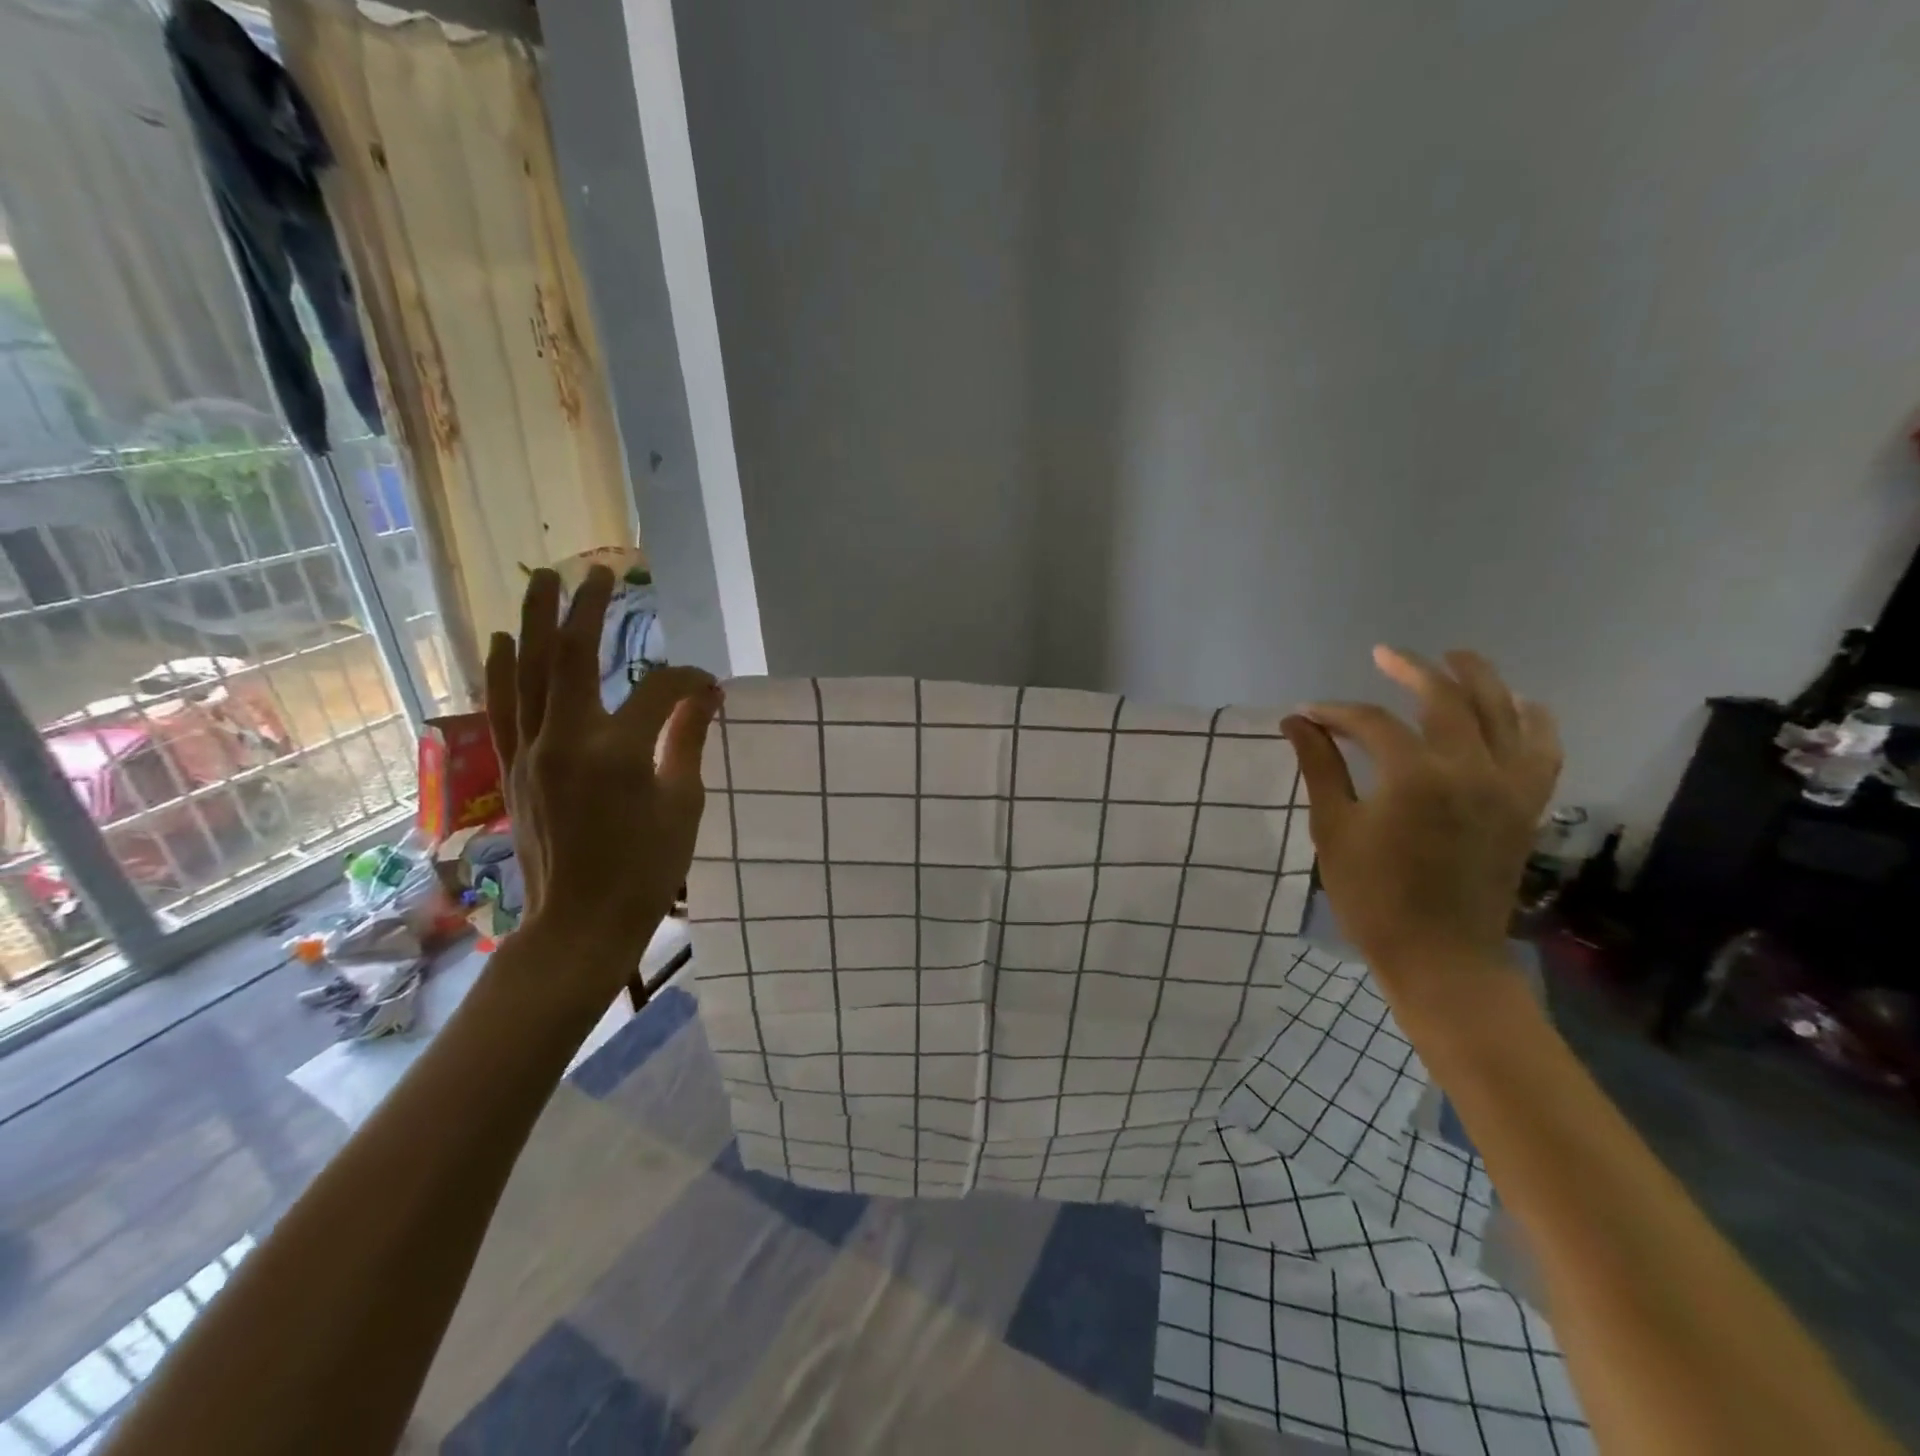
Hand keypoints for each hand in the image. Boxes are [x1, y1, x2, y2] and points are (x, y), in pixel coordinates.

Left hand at [484, 566, 718, 986]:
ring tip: (544, 580)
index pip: (660, 690)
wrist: (580, 925)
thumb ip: (688, 740)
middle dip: (590, 609)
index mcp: (618, 751)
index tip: (711, 685)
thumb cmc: (647, 870)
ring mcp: (531, 751)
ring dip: (537, 621)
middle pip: (574, 657)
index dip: (690, 679)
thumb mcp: (683, 804)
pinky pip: (504, 707)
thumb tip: (706, 694)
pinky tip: (505, 639)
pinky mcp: (513, 768)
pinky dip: (503, 669)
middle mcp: (566, 739)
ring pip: (530, 672)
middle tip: (602, 570)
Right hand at [1281, 647, 1560, 1018]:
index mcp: (1415, 777)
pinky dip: (1533, 721)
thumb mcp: (1334, 829)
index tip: (1308, 714)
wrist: (1441, 955)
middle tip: (1385, 654)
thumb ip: (1319, 767)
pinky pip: (1543, 749)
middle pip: (1446, 699)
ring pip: (1504, 712)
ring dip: (1479, 678)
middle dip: (1412, 670)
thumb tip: (1297, 721)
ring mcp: (1508, 786)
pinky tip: (1519, 704)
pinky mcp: (1528, 806)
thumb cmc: (1374, 896)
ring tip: (1456, 657)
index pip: (1371, 723)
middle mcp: (1470, 769)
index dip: (1335, 713)